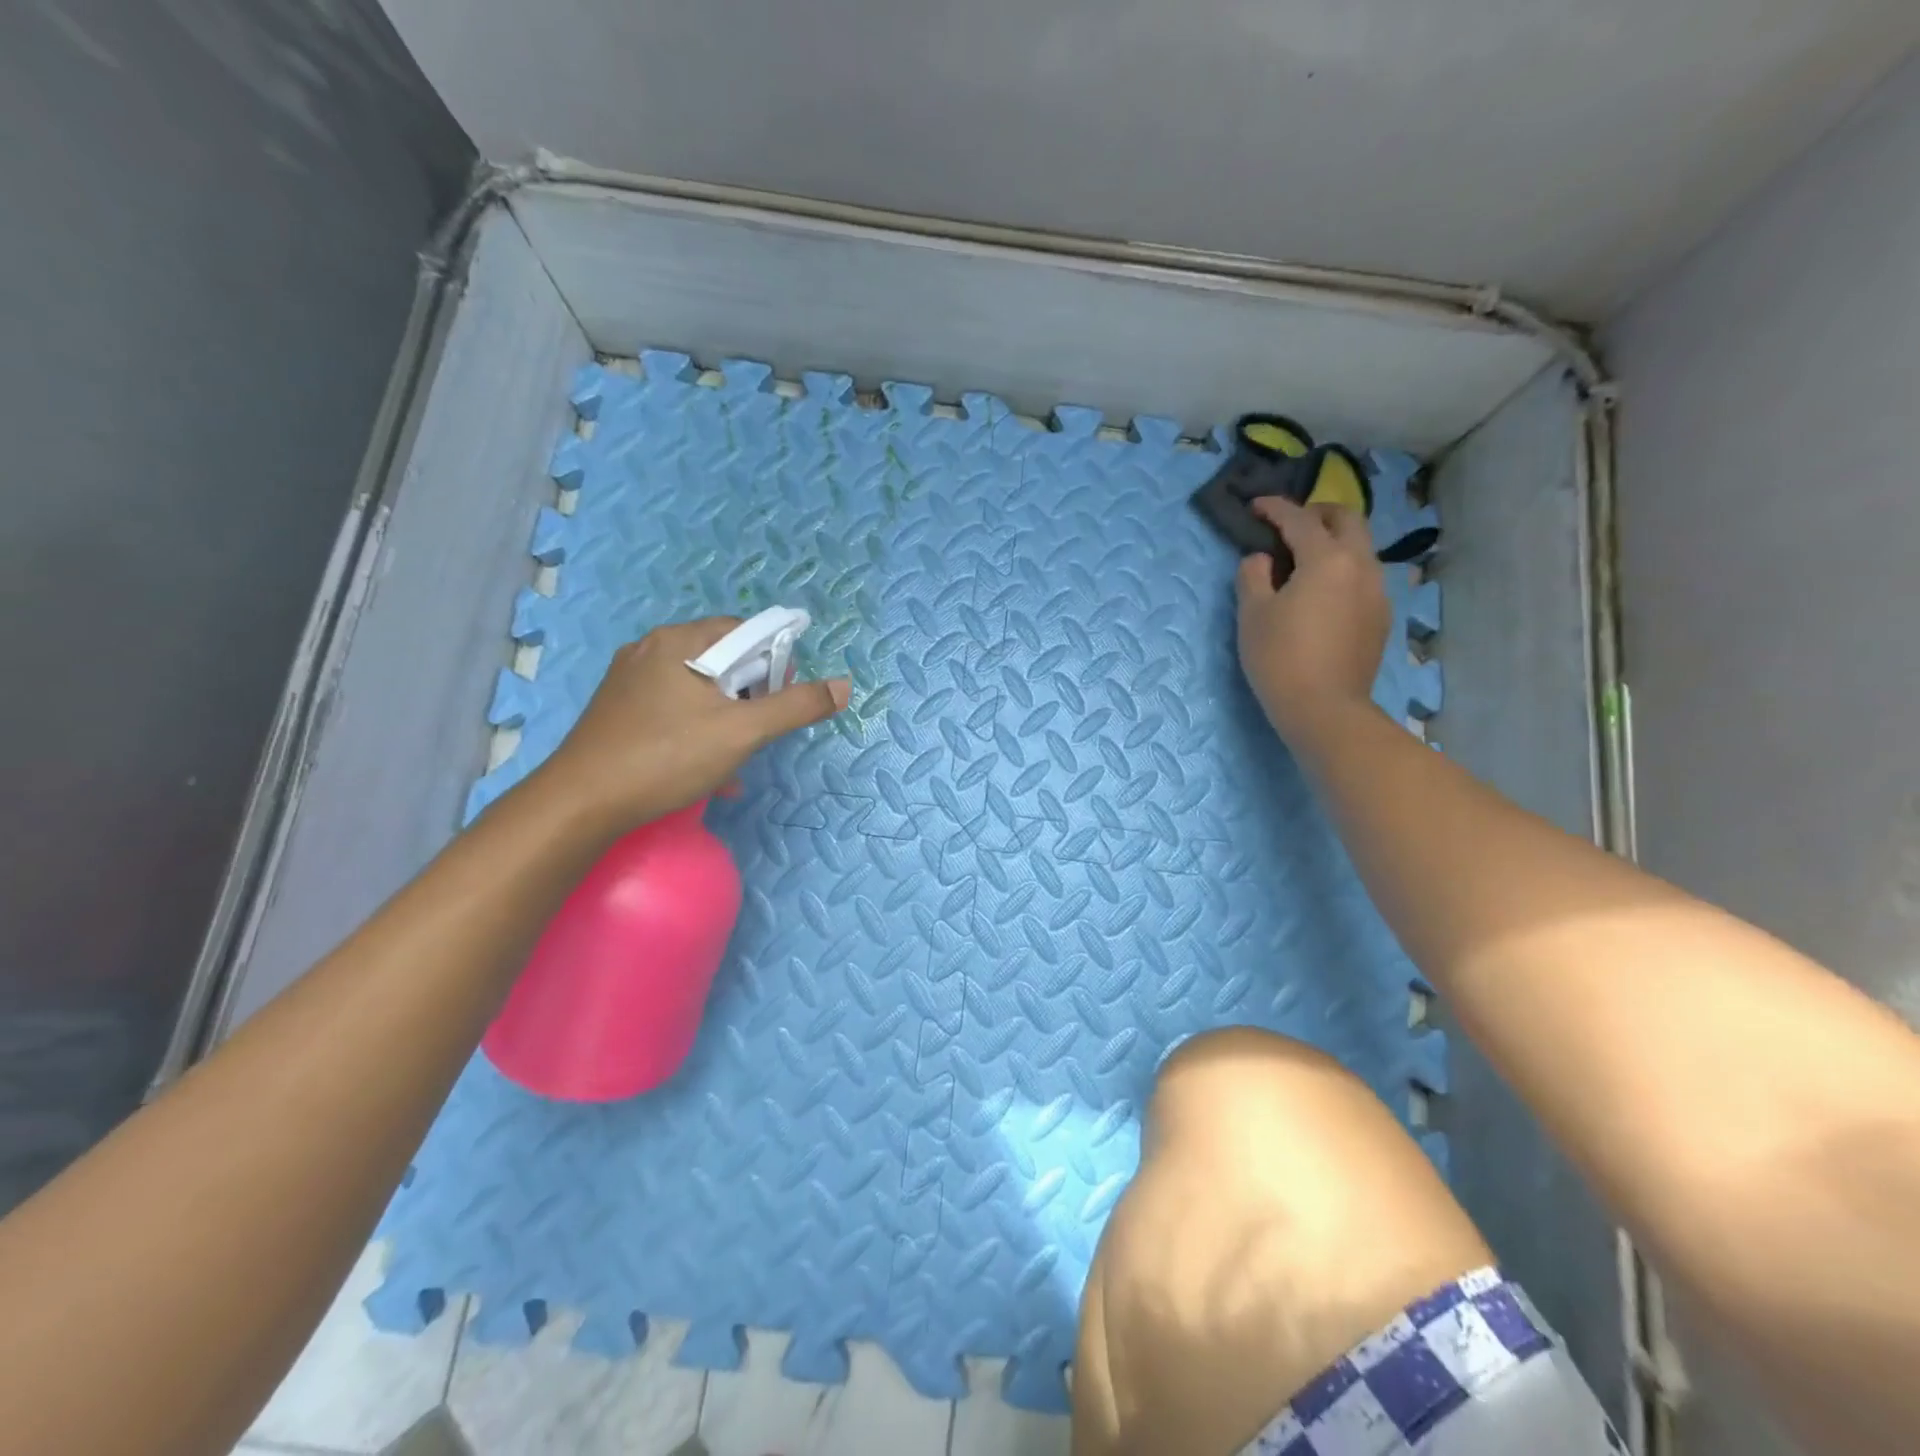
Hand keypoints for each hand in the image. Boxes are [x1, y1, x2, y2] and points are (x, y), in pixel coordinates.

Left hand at [529, 617, 850, 832]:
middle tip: (757, 731)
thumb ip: (795, 706)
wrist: (581, 803)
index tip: (779, 699)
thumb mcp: (742, 732)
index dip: (772, 662)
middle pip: (721, 659)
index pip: (745, 630)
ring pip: (697, 689)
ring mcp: (629, 680)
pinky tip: (705, 769)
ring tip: (735, 758)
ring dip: (725, 718)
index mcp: (679, 640)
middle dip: (748, 695)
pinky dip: (697, 729)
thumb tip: (844, 686)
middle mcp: (651, 649)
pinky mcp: (617, 710)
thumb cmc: (666, 757)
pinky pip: (672, 708)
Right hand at [1236, 497, 1390, 751]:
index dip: (1275, 508)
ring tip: (1305, 558)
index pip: (1299, 519)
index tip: (1255, 506)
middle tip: (1289, 524)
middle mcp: (1361, 566)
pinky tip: (1322, 592)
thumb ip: (1253, 575)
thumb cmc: (1280, 657)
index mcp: (1327, 559)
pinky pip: (1363, 577)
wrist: (1325, 708)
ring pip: (1361, 548)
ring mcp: (1378, 592)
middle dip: (1317, 513)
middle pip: (1347, 519)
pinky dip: (1343, 569)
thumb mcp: (1252, 614)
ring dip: (1334, 541)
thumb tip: (1261, 560)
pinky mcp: (1381, 617)